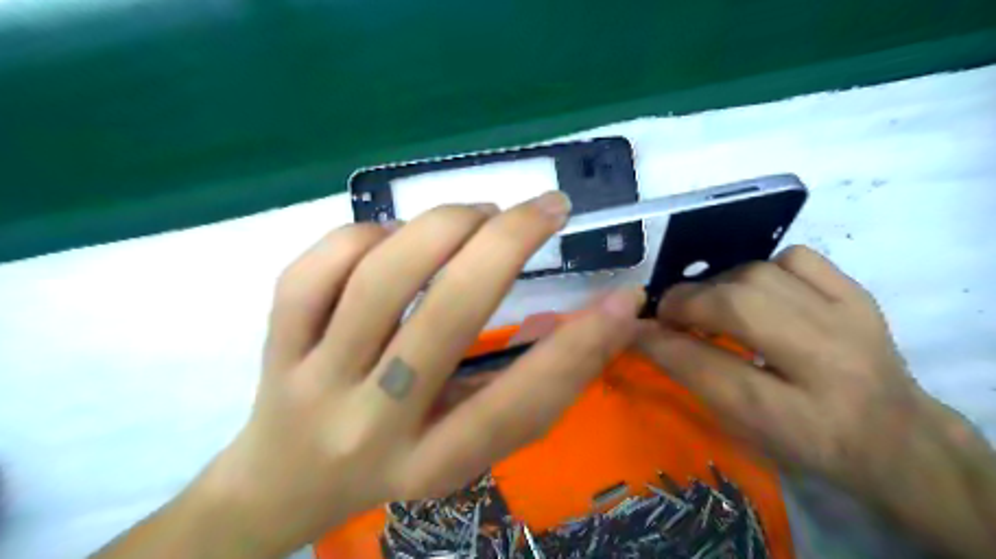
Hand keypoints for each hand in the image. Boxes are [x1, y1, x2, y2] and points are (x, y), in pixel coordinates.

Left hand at [198, 194, 646, 556]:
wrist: (286, 483)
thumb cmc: (396, 464)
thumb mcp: (467, 445)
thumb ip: (521, 390)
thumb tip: (592, 319)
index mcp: (434, 463)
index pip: (517, 405)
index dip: (580, 349)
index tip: (623, 296)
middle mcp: (373, 425)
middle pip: (445, 317)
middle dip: (506, 244)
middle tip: (547, 208)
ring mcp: (314, 381)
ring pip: (378, 279)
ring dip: (443, 227)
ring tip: (479, 214)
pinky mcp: (274, 346)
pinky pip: (312, 271)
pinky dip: (363, 235)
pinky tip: (393, 237)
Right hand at [633, 247, 921, 489]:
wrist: (895, 435)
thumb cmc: (805, 441)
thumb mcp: (744, 429)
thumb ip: (694, 379)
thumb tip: (646, 333)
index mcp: (793, 419)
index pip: (706, 368)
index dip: (659, 342)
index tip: (633, 328)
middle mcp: (827, 367)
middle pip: (737, 308)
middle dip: (686, 303)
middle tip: (669, 313)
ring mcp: (849, 322)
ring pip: (759, 275)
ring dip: (717, 286)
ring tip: (709, 304)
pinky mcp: (859, 296)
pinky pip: (795, 258)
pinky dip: (761, 268)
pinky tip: (756, 290)